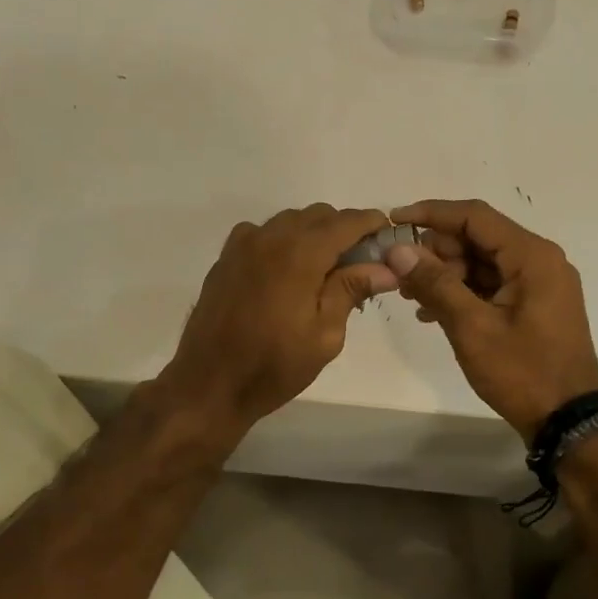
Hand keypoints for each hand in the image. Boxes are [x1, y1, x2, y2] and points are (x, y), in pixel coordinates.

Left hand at [159, 205, 397, 440]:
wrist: (210, 383)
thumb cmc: (274, 366)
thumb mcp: (324, 335)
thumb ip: (351, 291)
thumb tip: (386, 268)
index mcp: (299, 254)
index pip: (345, 222)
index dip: (371, 224)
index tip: (387, 235)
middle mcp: (270, 237)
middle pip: (318, 215)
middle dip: (344, 229)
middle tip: (360, 261)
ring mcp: (243, 245)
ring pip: (289, 221)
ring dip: (313, 233)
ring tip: (325, 268)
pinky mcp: (226, 258)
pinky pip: (262, 233)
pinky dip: (283, 240)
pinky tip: (287, 270)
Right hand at [385, 199, 597, 438]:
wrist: (568, 421)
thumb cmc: (522, 372)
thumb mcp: (472, 327)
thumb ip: (435, 283)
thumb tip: (398, 249)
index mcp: (532, 256)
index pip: (474, 216)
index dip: (431, 214)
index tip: (393, 220)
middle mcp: (539, 260)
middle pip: (477, 237)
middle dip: (436, 251)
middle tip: (400, 272)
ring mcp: (538, 283)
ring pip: (481, 261)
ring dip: (445, 273)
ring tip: (411, 297)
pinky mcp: (533, 304)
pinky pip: (491, 283)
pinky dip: (461, 291)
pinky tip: (431, 312)